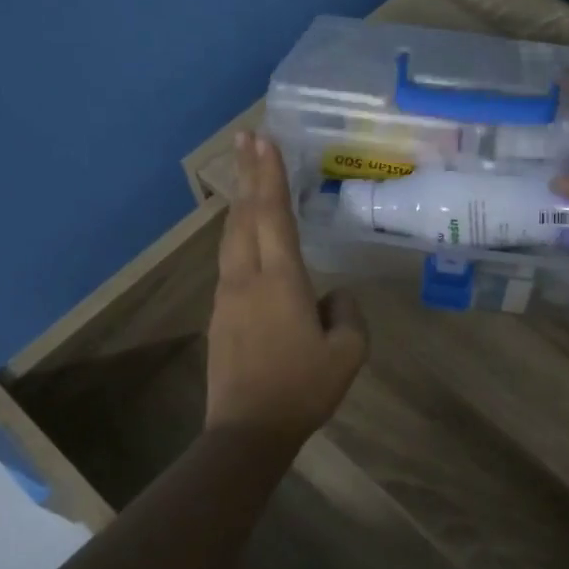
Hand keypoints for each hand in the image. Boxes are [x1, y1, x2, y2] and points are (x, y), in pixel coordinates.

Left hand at [206, 133, 367, 449]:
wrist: (246, 430)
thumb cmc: (302, 389)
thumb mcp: (348, 353)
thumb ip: (347, 313)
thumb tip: (332, 295)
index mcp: (280, 281)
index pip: (272, 214)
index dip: (269, 174)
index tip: (263, 139)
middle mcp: (247, 278)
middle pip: (244, 215)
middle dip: (247, 173)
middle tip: (247, 137)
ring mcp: (228, 295)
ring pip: (232, 236)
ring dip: (240, 200)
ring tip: (246, 174)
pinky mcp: (221, 314)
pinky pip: (230, 259)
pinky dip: (239, 232)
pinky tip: (246, 233)